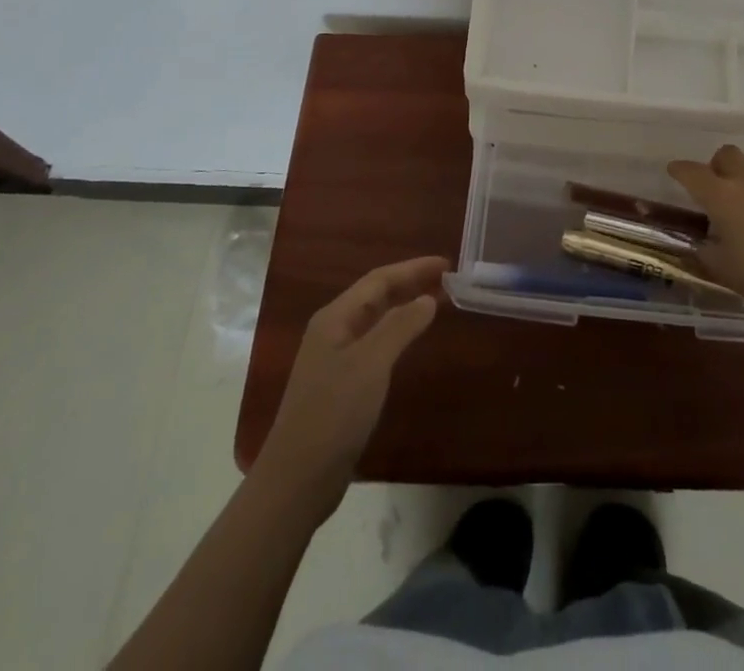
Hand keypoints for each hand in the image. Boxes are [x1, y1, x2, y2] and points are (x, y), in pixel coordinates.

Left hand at [254, 256, 445, 520]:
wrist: (298, 479)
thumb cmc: (334, 412)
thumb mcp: (371, 363)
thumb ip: (401, 326)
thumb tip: (428, 298)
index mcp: (335, 317)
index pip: (379, 279)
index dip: (413, 268)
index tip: (446, 264)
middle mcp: (332, 330)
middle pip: (375, 295)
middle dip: (409, 283)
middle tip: (445, 280)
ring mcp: (335, 358)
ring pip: (375, 320)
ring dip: (404, 307)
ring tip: (435, 303)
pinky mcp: (341, 385)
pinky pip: (374, 344)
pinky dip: (396, 334)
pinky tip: (410, 342)